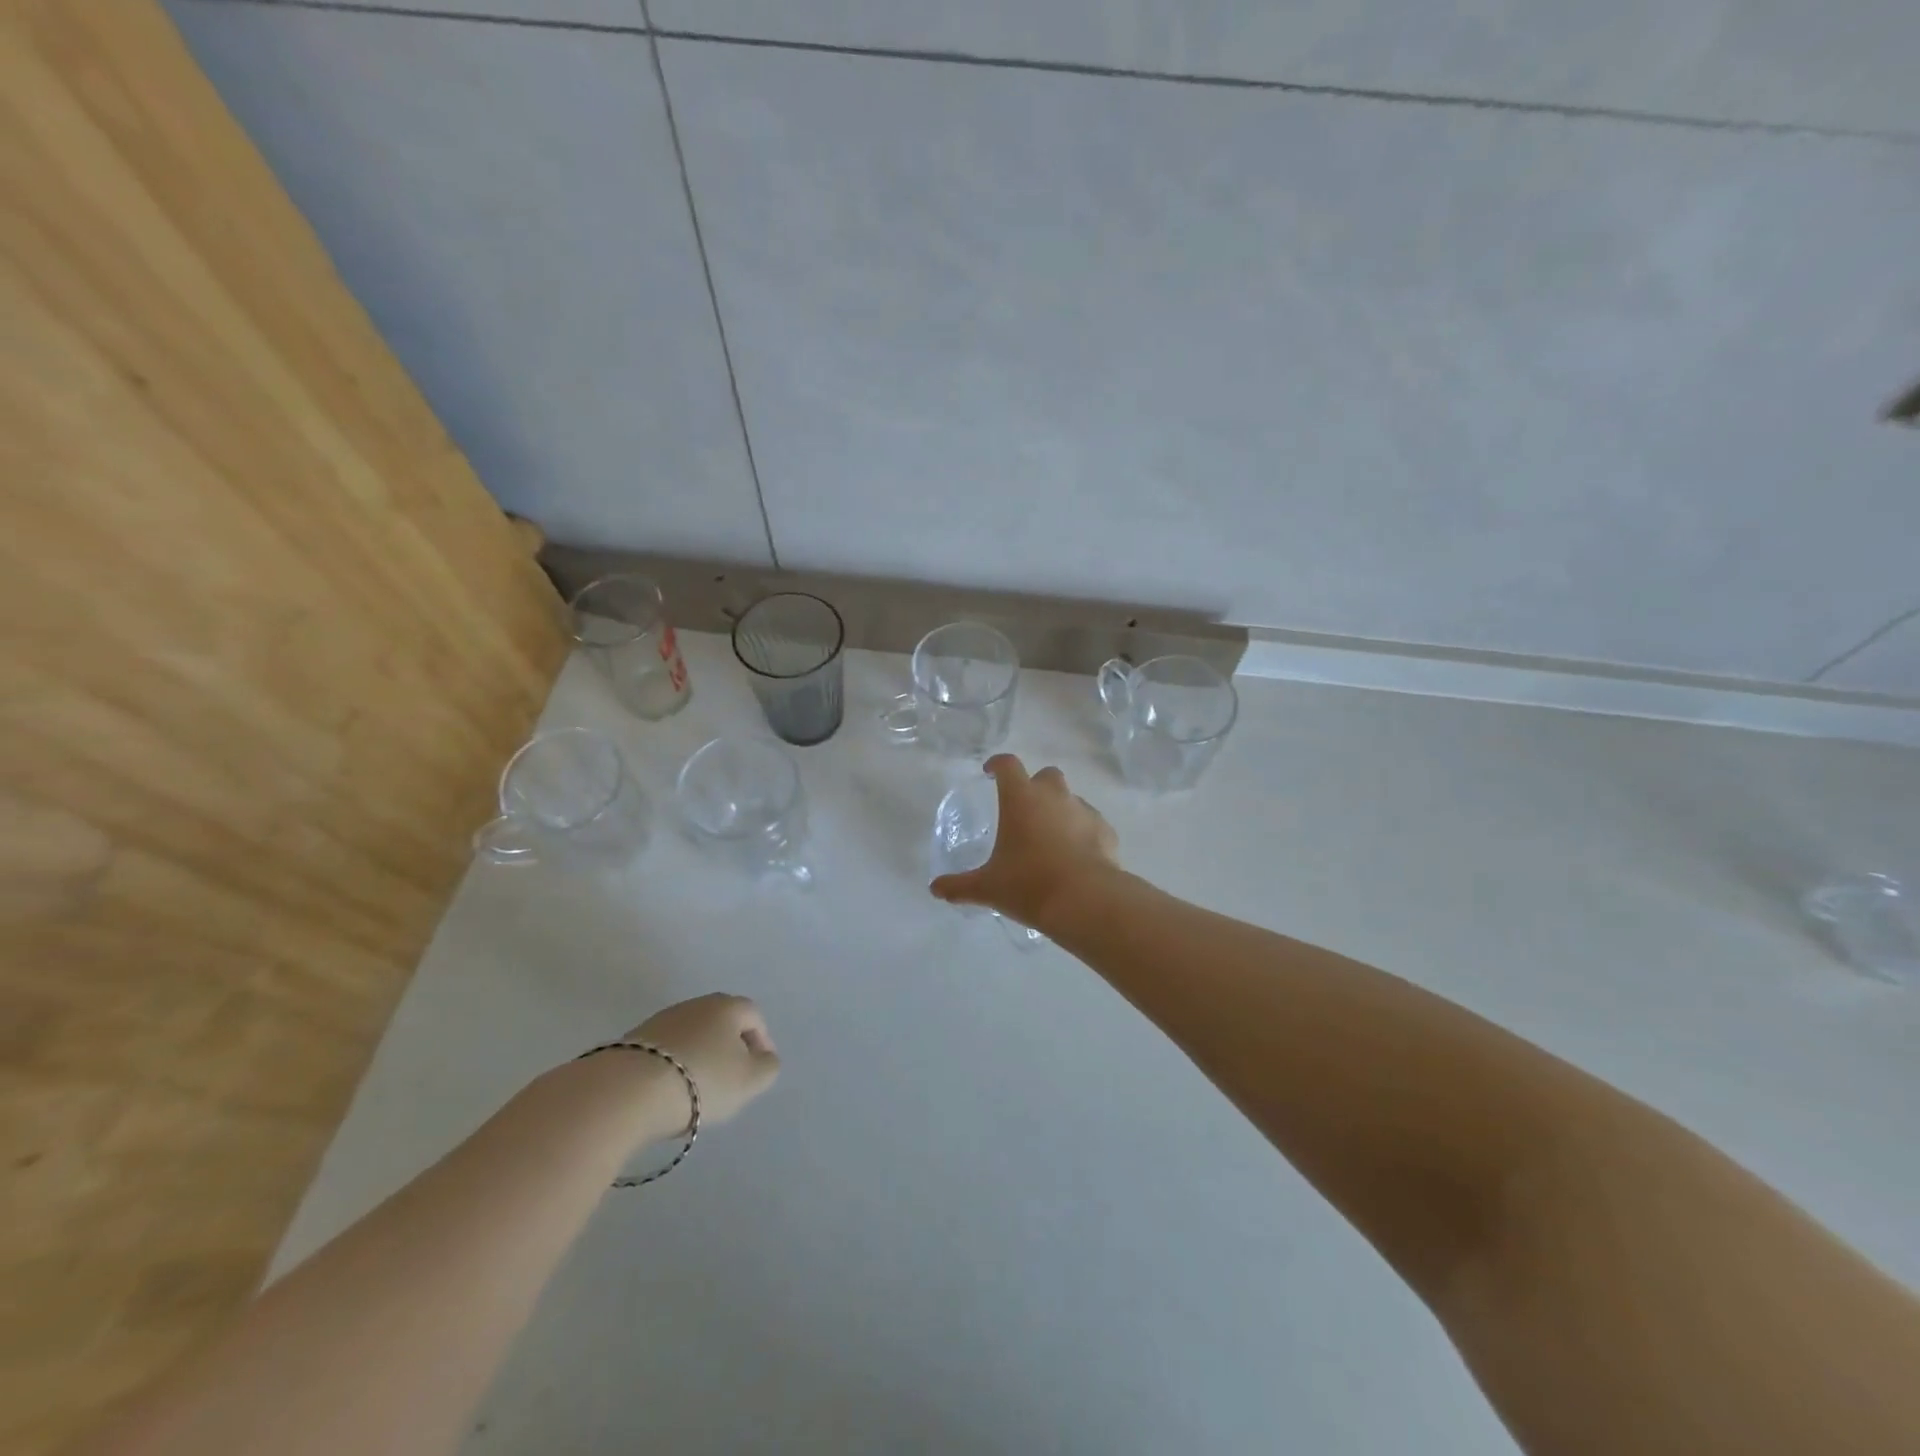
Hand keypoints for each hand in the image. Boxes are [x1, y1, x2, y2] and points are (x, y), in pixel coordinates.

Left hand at [624, 993, 780, 1131]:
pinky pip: (665, 1051)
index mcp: (727, 1006)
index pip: (754, 1016)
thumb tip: (764, 1058)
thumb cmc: (701, 1080)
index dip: (762, 1042)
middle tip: (730, 1079)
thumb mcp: (750, 1080)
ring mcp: (661, 1020)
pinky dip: (673, 1066)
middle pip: (721, 1023)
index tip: (758, 1070)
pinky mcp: (633, 1041)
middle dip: (729, 1048)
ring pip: (692, 1036)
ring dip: (700, 1057)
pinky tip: (668, 1091)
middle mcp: (695, 1004)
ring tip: (697, 1091)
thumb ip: (767, 1067)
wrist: (627, 1091)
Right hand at [929, 755, 1120, 928]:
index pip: (1007, 765)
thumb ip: (959, 885)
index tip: (989, 773)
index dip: (997, 765)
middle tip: (1024, 810)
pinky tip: (1075, 856)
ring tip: (1050, 838)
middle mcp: (1054, 796)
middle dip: (1035, 786)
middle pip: (1046, 775)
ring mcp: (1084, 811)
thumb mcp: (988, 888)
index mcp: (1021, 798)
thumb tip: (935, 889)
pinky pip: (1091, 823)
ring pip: (1070, 799)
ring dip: (1059, 810)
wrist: (1086, 900)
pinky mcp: (1106, 830)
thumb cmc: (1029, 885)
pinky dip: (1082, 832)